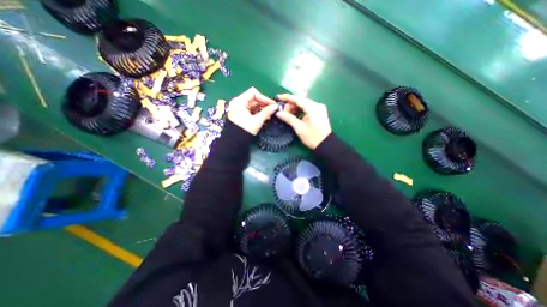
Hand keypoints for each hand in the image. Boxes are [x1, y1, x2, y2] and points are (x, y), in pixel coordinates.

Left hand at [227, 86, 277, 133]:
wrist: (234, 142)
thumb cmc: (244, 130)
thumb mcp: (257, 121)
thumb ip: (266, 112)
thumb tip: (276, 106)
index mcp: (239, 101)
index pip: (253, 93)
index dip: (264, 97)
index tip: (272, 104)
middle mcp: (238, 103)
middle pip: (254, 99)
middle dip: (264, 104)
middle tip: (273, 109)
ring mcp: (240, 109)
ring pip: (253, 105)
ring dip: (262, 109)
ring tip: (270, 115)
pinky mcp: (242, 115)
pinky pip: (251, 111)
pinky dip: (258, 113)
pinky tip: (265, 117)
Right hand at [276, 93, 330, 149]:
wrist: (326, 144)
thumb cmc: (312, 137)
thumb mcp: (299, 128)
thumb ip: (289, 118)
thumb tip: (278, 113)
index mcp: (313, 107)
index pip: (298, 99)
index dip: (287, 97)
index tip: (278, 97)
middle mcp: (317, 105)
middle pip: (301, 100)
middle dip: (291, 104)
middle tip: (282, 111)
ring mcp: (319, 108)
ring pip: (304, 104)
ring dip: (295, 107)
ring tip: (287, 113)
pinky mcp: (319, 112)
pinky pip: (308, 108)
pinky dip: (300, 110)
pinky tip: (294, 114)